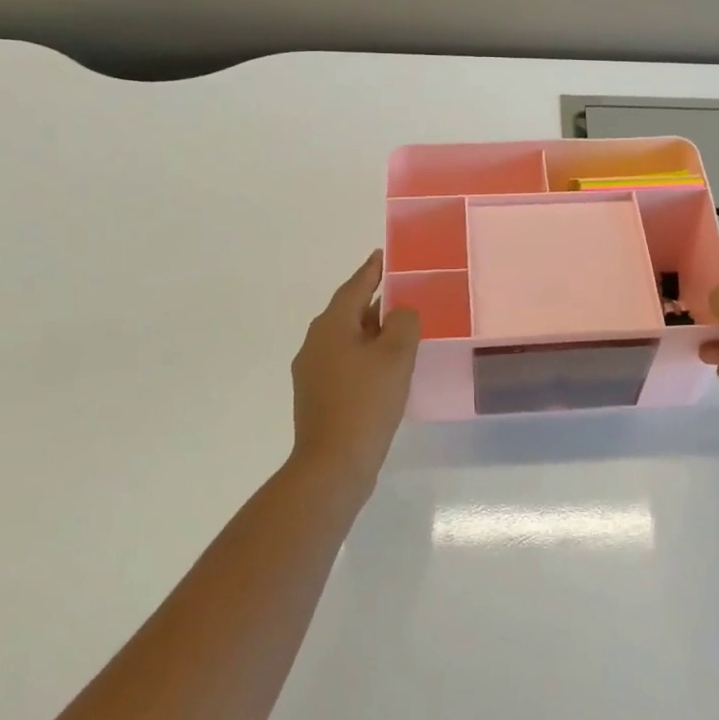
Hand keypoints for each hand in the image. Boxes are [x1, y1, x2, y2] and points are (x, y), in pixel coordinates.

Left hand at [290, 251, 421, 490]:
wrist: (333, 464)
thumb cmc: (366, 402)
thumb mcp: (395, 355)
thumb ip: (403, 322)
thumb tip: (400, 312)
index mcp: (331, 326)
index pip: (355, 287)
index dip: (372, 270)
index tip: (384, 255)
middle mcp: (316, 343)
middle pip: (350, 312)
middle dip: (375, 303)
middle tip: (404, 295)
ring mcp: (313, 372)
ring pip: (348, 340)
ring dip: (373, 333)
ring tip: (402, 332)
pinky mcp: (319, 397)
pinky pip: (346, 364)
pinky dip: (367, 358)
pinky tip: (387, 370)